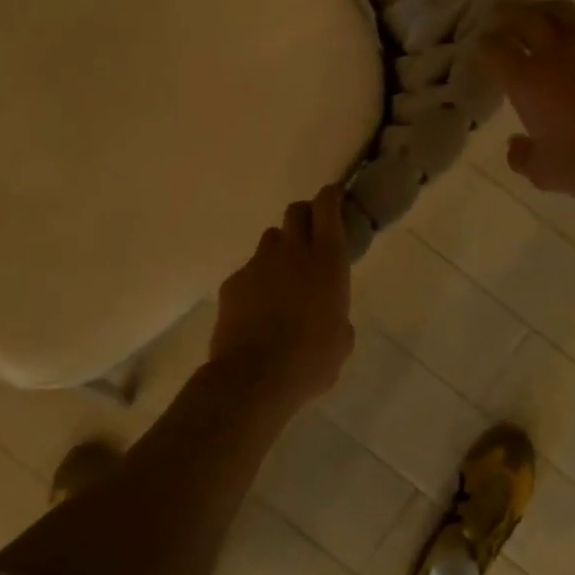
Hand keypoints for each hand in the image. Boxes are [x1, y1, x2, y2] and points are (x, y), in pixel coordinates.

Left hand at [209, 185, 354, 409]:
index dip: (330, 197)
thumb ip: (338, 315)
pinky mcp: (233, 283)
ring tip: (284, 277)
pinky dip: (257, 281)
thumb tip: (330, 315)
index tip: (334, 198)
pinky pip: (249, 271)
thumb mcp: (341, 340)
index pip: (327, 208)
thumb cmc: (311, 360)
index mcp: (327, 261)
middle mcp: (292, 253)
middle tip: (311, 235)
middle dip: (305, 216)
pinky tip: (259, 309)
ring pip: (270, 240)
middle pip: (295, 212)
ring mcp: (258, 265)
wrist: (254, 377)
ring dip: (281, 249)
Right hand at [479, 0, 574, 203]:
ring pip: (561, 11)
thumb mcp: (547, 174)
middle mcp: (555, 53)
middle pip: (525, 17)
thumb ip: (523, 158)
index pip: (495, 50)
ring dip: (544, 8)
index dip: (484, 45)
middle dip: (507, 12)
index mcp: (527, 81)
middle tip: (500, 11)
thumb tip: (515, 144)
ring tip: (539, 12)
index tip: (481, 46)